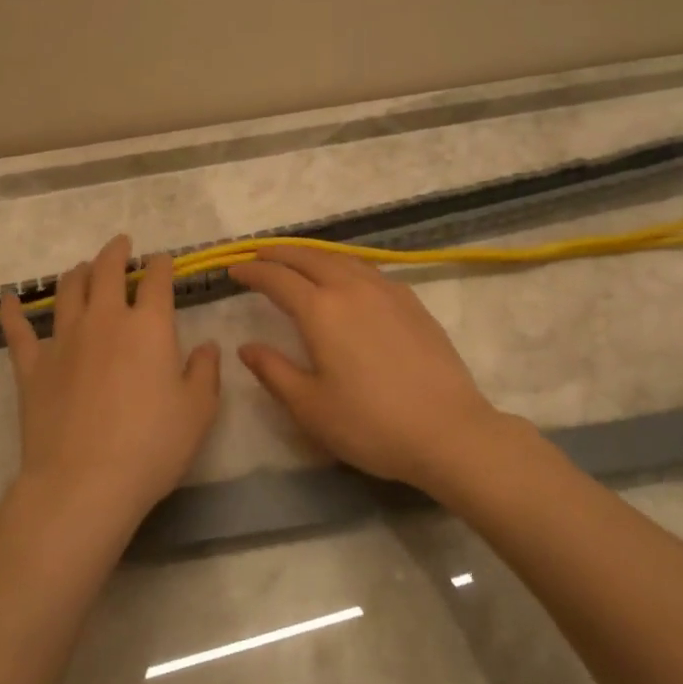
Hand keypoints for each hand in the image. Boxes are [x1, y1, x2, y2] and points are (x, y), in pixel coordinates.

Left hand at [0, 234, 221, 531]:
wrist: (84, 483)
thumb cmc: (151, 446)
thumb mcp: (198, 412)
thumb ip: (205, 372)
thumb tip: (208, 346)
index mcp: (148, 326)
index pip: (156, 281)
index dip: (160, 265)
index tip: (162, 260)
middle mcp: (104, 320)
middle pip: (106, 271)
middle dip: (116, 252)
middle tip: (121, 244)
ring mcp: (63, 340)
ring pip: (67, 291)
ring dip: (77, 273)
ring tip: (83, 267)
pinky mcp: (31, 366)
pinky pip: (18, 330)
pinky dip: (13, 311)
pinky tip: (9, 298)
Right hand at [230, 245, 501, 491]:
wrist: (448, 431)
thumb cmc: (370, 424)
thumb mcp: (310, 407)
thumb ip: (274, 371)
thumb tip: (247, 347)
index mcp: (321, 310)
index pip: (278, 279)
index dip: (253, 271)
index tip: (235, 269)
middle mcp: (352, 288)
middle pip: (309, 257)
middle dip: (280, 253)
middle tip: (259, 254)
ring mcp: (387, 291)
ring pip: (341, 258)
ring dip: (313, 254)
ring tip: (298, 260)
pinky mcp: (412, 302)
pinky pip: (368, 269)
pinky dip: (344, 264)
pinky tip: (346, 278)